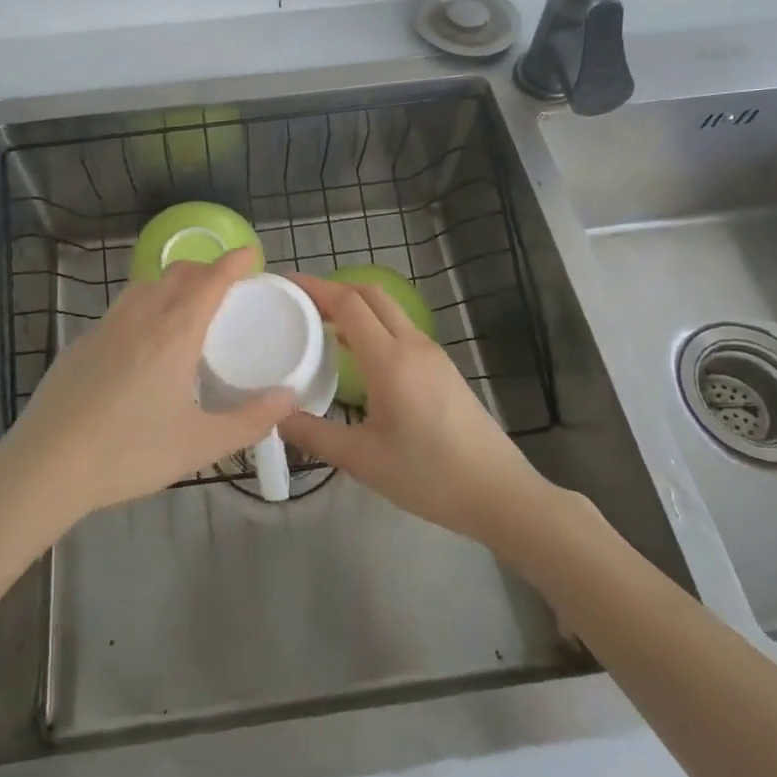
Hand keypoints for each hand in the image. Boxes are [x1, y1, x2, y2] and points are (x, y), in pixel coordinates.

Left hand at [0, 249, 296, 521]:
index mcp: (174, 333)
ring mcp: (105, 327)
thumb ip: (250, 420)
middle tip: (225, 287)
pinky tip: (142, 342)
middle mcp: (141, 317)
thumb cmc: (129, 454)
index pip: (211, 281)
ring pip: (146, 285)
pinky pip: (121, 308)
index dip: (233, 262)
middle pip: (178, 273)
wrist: (46, 466)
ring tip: (186, 307)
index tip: (250, 254)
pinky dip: (144, 305)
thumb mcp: (199, 445)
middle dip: (205, 269)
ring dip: (173, 283)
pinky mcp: (81, 343)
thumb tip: (289, 397)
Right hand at [281, 273, 552, 546]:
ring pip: (390, 311)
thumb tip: (277, 416)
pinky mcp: (444, 370)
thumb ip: (314, 434)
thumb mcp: (362, 459)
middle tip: (302, 302)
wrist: (499, 493)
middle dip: (336, 288)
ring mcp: (433, 355)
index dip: (316, 287)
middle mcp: (413, 345)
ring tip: (324, 326)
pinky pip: (402, 331)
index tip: (288, 283)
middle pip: (371, 295)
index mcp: (390, 360)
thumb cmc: (428, 475)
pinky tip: (359, 356)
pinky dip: (374, 326)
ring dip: (357, 307)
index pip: (348, 304)